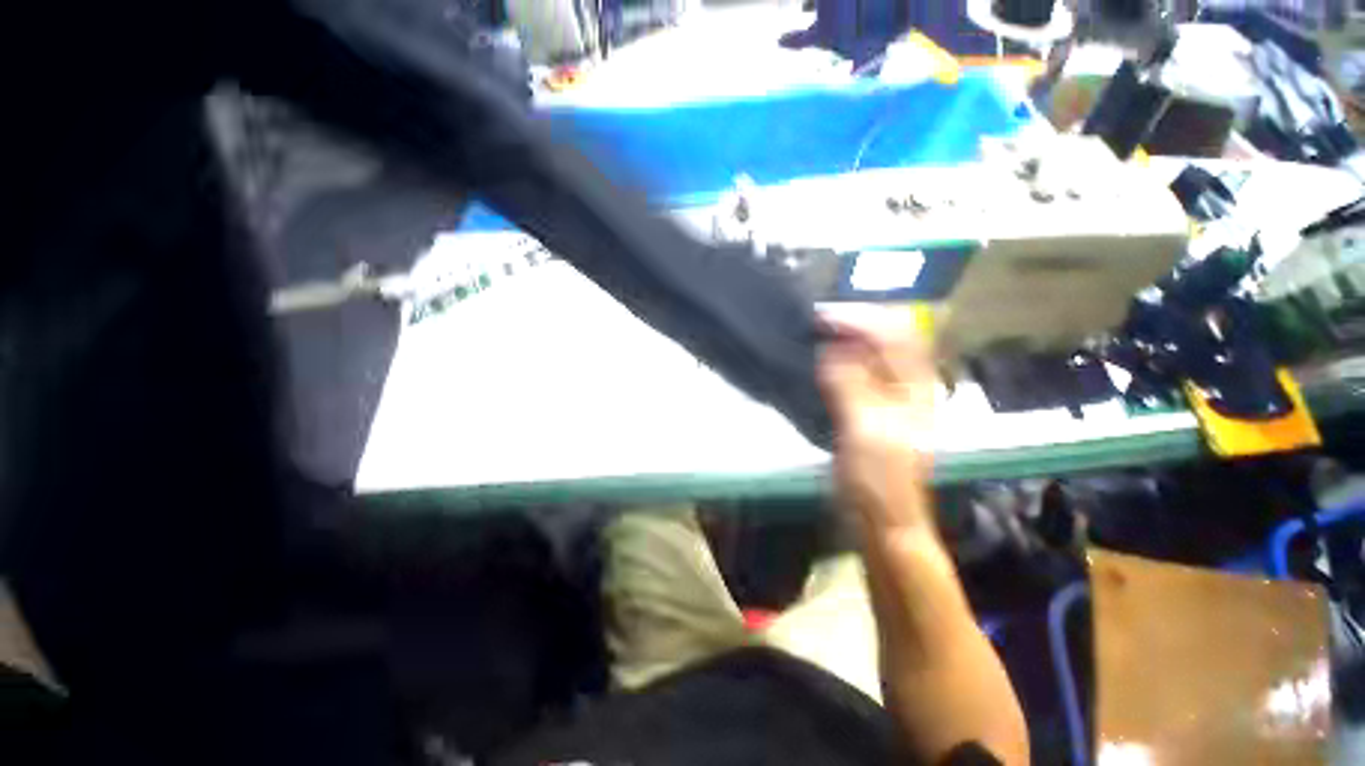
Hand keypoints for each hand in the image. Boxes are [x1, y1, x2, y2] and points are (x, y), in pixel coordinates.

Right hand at [817, 307, 936, 531]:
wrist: (883, 519)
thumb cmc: (879, 479)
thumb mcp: (866, 431)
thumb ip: (849, 385)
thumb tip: (829, 349)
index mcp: (916, 387)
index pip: (896, 334)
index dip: (862, 318)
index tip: (823, 316)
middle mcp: (907, 385)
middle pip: (886, 338)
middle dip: (853, 323)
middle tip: (816, 321)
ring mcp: (889, 397)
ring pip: (870, 354)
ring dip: (844, 340)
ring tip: (814, 335)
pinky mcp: (870, 410)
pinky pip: (856, 373)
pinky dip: (838, 361)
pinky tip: (819, 362)